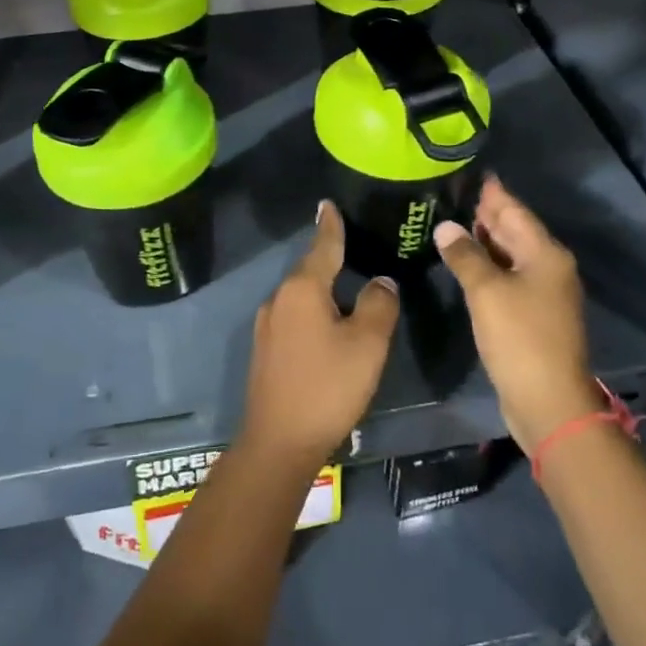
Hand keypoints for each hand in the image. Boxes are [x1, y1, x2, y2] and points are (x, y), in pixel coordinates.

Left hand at [240, 202, 396, 471]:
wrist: (278, 442)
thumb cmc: (327, 386)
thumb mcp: (367, 344)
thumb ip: (378, 305)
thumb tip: (380, 282)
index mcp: (302, 289)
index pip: (322, 246)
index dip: (330, 224)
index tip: (327, 203)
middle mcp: (279, 298)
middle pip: (310, 270)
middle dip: (330, 258)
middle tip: (355, 247)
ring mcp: (267, 325)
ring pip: (302, 295)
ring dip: (323, 289)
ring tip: (348, 288)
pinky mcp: (266, 349)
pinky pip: (294, 316)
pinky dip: (314, 311)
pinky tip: (328, 325)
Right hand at [433, 176, 601, 453]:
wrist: (548, 400)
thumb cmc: (519, 338)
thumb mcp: (487, 292)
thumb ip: (465, 255)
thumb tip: (446, 227)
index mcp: (545, 254)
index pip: (514, 211)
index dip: (493, 193)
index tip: (474, 173)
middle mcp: (549, 267)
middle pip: (514, 231)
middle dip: (486, 214)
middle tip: (453, 194)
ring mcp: (543, 293)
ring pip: (510, 255)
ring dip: (484, 240)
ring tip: (452, 222)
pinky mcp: (532, 315)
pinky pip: (508, 278)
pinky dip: (488, 266)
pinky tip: (465, 263)